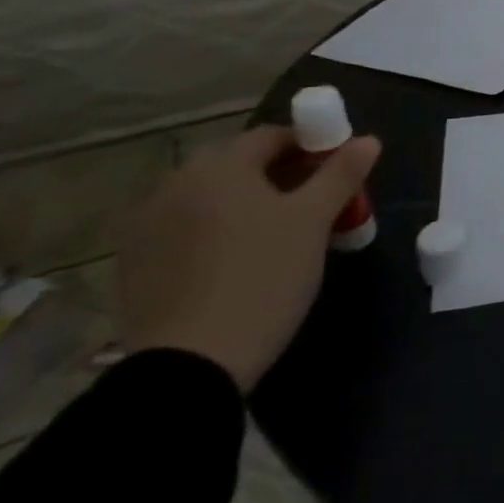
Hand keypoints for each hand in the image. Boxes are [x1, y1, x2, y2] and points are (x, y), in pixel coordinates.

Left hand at [109, 125, 380, 391]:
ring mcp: (147, 224)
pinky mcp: (134, 263)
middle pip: (238, 164)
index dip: (311, 146)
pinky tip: (236, 261)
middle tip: (312, 203)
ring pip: (210, 197)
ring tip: (277, 234)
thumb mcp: (314, 223)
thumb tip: (369, 140)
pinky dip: (214, 231)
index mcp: (220, 166)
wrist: (188, 366)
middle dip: (278, 174)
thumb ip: (341, 174)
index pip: (272, 136)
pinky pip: (185, 228)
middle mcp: (176, 183)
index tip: (337, 171)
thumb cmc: (263, 278)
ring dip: (244, 202)